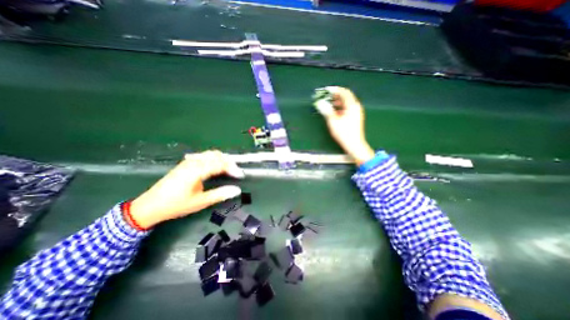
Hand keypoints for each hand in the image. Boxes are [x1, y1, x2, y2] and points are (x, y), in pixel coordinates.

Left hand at [127, 149, 242, 228]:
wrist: (149, 206)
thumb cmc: (176, 205)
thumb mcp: (200, 202)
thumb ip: (220, 194)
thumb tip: (237, 190)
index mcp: (197, 170)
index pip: (220, 164)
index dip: (232, 168)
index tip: (240, 175)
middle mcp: (193, 162)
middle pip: (216, 155)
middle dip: (229, 162)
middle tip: (236, 172)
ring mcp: (188, 161)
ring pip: (210, 154)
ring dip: (222, 159)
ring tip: (229, 168)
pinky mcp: (185, 163)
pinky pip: (204, 156)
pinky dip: (214, 159)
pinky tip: (215, 166)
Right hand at [319, 87, 376, 165]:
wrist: (354, 145)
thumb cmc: (344, 133)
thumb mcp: (333, 121)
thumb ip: (327, 111)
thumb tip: (320, 103)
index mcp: (352, 106)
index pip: (344, 92)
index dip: (334, 89)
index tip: (325, 90)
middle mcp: (355, 107)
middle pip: (345, 96)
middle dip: (335, 95)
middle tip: (325, 96)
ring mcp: (356, 112)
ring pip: (346, 103)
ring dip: (336, 102)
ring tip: (327, 104)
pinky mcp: (354, 118)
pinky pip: (346, 108)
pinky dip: (339, 107)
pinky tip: (333, 112)